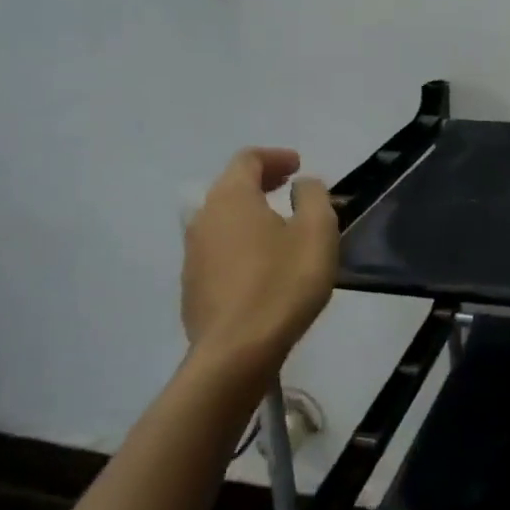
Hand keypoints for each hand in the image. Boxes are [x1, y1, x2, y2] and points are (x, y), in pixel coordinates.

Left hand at [181, 147, 337, 362]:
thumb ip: (314, 197)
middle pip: (231, 187)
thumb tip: (302, 184)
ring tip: (280, 226)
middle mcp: (204, 218)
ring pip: (222, 219)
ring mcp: (193, 254)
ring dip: (250, 213)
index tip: (299, 166)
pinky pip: (219, 249)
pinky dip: (241, 242)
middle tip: (290, 187)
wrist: (237, 352)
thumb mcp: (317, 232)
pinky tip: (263, 263)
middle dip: (262, 182)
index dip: (275, 157)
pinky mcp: (192, 286)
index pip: (248, 159)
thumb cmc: (283, 283)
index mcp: (231, 198)